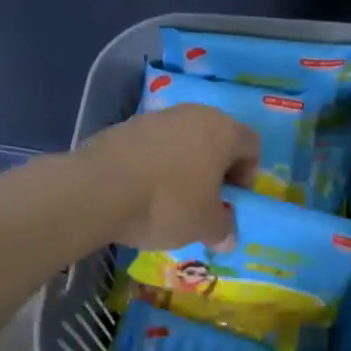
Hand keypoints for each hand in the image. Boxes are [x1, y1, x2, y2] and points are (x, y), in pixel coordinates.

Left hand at [74, 105, 260, 250]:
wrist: (98, 189)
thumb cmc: (167, 203)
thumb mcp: (204, 226)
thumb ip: (223, 229)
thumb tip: (228, 236)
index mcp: (223, 131)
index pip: (251, 145)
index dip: (248, 174)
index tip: (232, 200)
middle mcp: (195, 114)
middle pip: (217, 138)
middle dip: (216, 168)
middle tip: (206, 199)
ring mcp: (158, 116)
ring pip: (184, 139)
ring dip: (185, 164)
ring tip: (171, 197)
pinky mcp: (127, 125)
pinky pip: (154, 144)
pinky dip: (156, 163)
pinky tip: (143, 189)